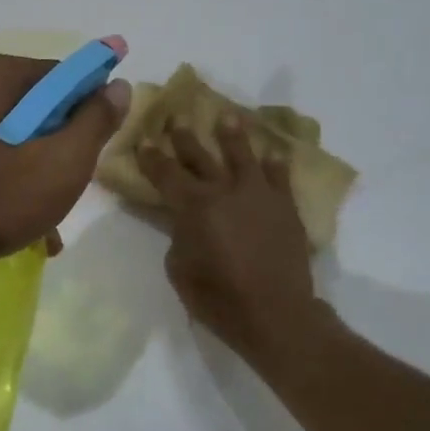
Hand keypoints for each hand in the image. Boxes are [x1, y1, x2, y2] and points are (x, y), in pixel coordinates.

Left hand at [0, 51, 130, 277]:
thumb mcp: (60, 164)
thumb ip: (94, 122)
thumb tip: (117, 85)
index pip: (62, 77)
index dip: (87, 111)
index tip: (92, 151)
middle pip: (34, 108)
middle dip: (58, 147)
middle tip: (67, 188)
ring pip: (8, 137)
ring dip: (32, 172)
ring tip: (45, 223)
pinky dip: (2, 181)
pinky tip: (15, 224)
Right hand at [136, 114, 326, 365]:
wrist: (275, 313)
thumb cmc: (218, 297)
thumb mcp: (179, 269)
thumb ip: (178, 236)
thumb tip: (184, 222)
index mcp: (193, 205)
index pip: (165, 173)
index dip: (152, 157)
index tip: (144, 140)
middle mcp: (224, 190)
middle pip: (200, 156)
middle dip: (185, 137)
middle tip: (176, 117)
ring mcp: (258, 195)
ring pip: (243, 156)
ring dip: (232, 135)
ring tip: (228, 117)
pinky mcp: (285, 207)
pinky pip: (280, 177)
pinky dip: (276, 164)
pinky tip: (272, 152)